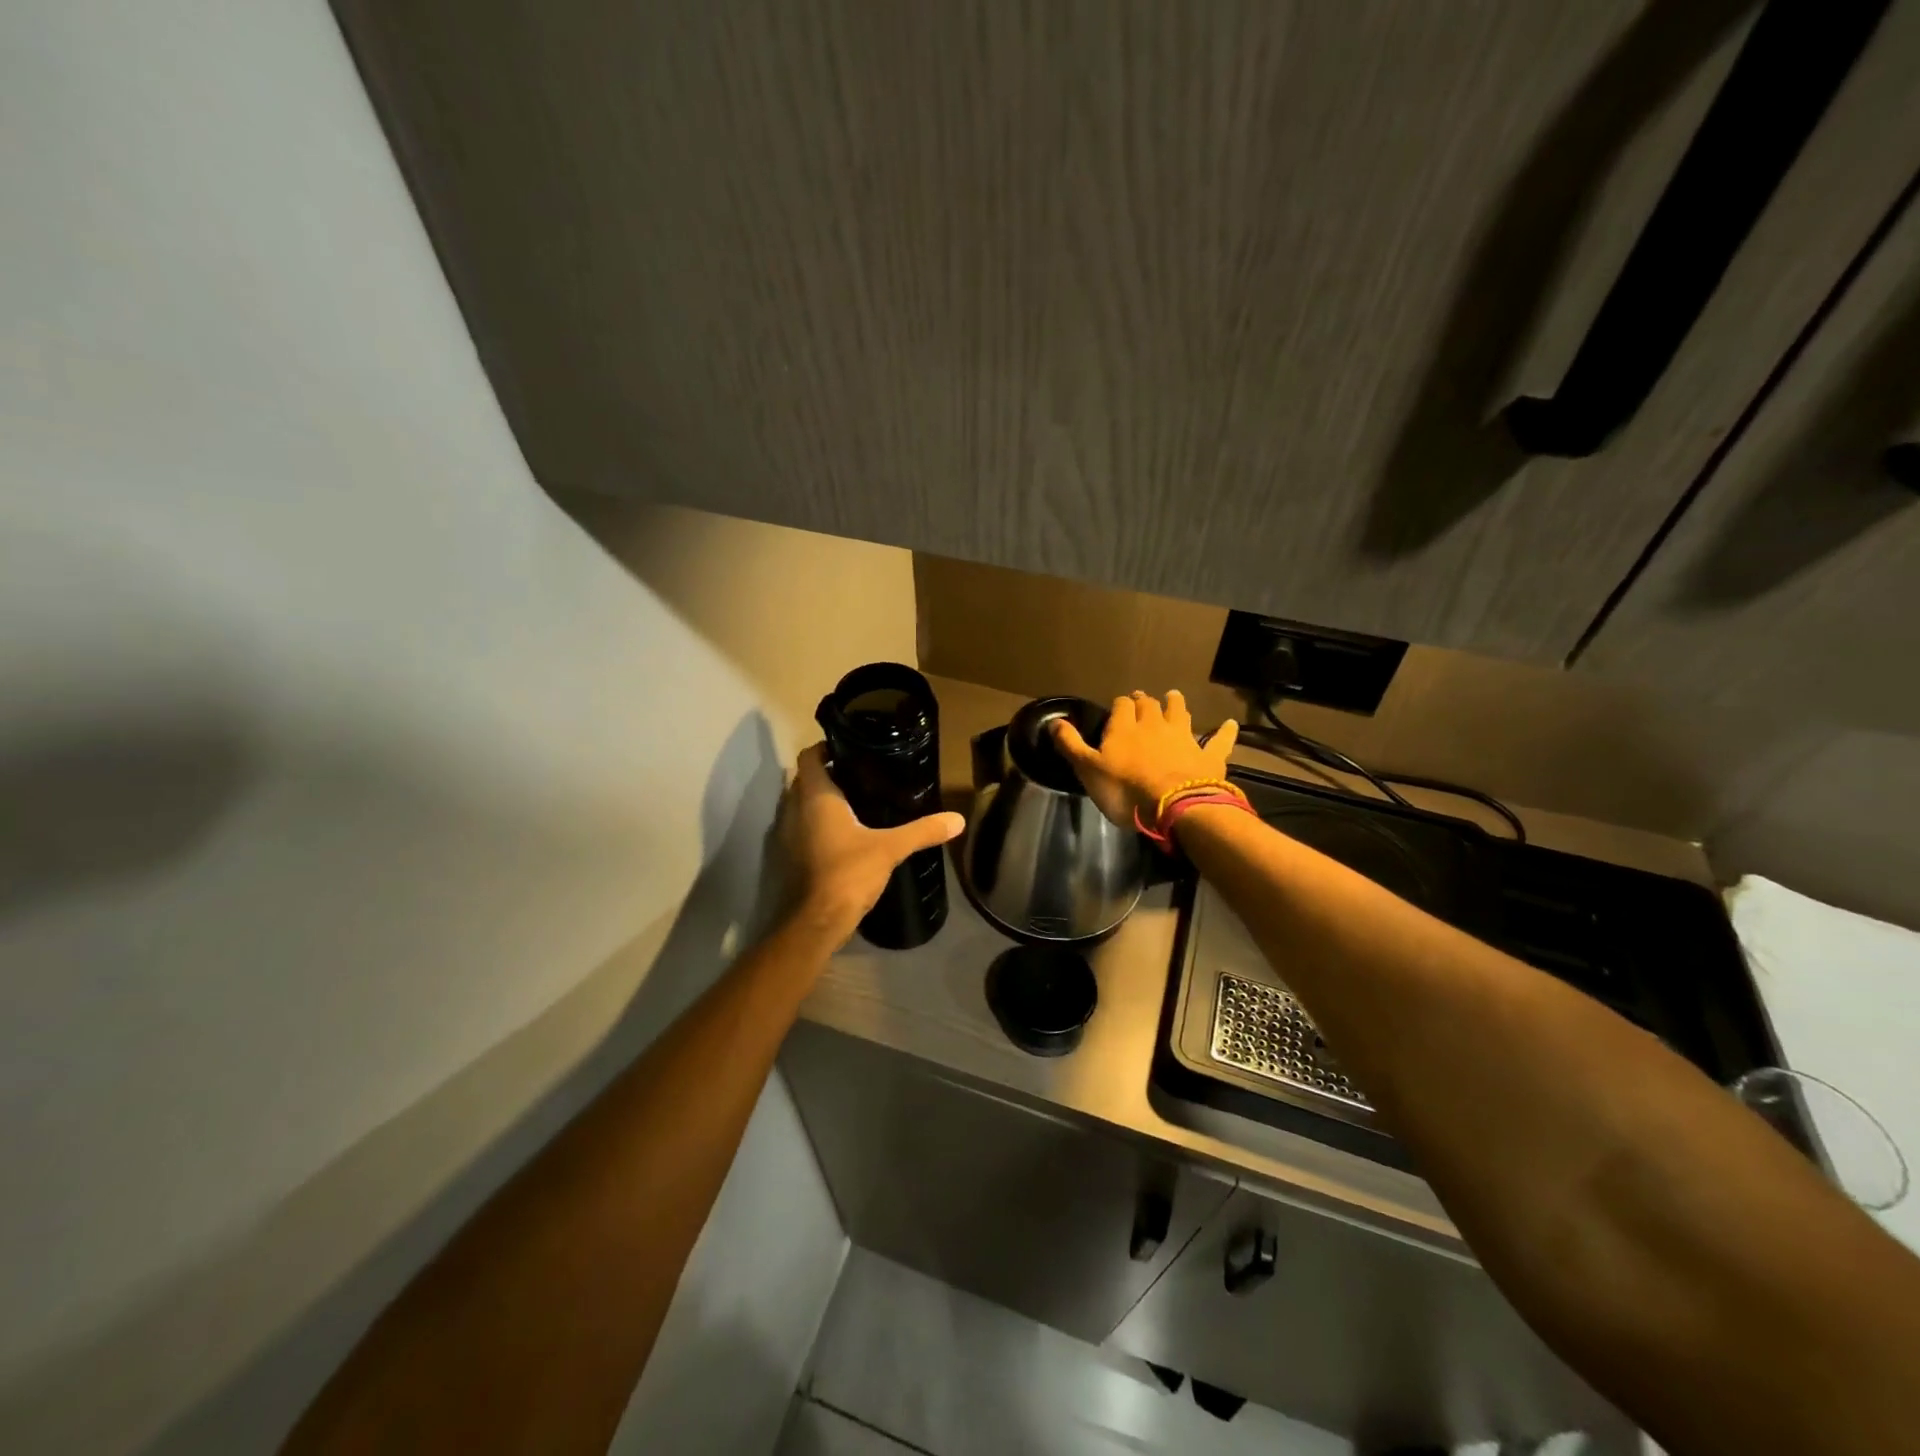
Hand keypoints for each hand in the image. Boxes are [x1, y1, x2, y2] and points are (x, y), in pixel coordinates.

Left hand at [782, 744, 965, 938]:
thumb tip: (958, 819)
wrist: (815, 922)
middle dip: (828, 774)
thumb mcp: (891, 848)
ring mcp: (786, 834)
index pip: (809, 756)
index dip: (825, 748)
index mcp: (815, 797)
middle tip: (860, 775)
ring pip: (800, 805)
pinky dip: (816, 825)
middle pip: (805, 779)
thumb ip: (923, 831)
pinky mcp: (788, 857)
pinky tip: (842, 834)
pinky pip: (800, 828)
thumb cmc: (848, 873)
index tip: (850, 749)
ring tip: (854, 802)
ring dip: (819, 801)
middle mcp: (794, 809)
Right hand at [1052, 690, 1238, 828]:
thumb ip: (1070, 745)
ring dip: (1176, 704)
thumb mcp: (1088, 769)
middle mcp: (1155, 725)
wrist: (1174, 806)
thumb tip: (1054, 721)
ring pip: (1180, 713)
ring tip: (1174, 696)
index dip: (1119, 705)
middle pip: (1150, 705)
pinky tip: (1230, 724)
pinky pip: (1219, 740)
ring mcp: (1184, 738)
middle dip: (1145, 701)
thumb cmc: (1125, 789)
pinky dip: (1224, 732)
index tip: (1117, 707)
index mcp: (1125, 727)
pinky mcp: (1208, 756)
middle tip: (1142, 700)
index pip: (1121, 706)